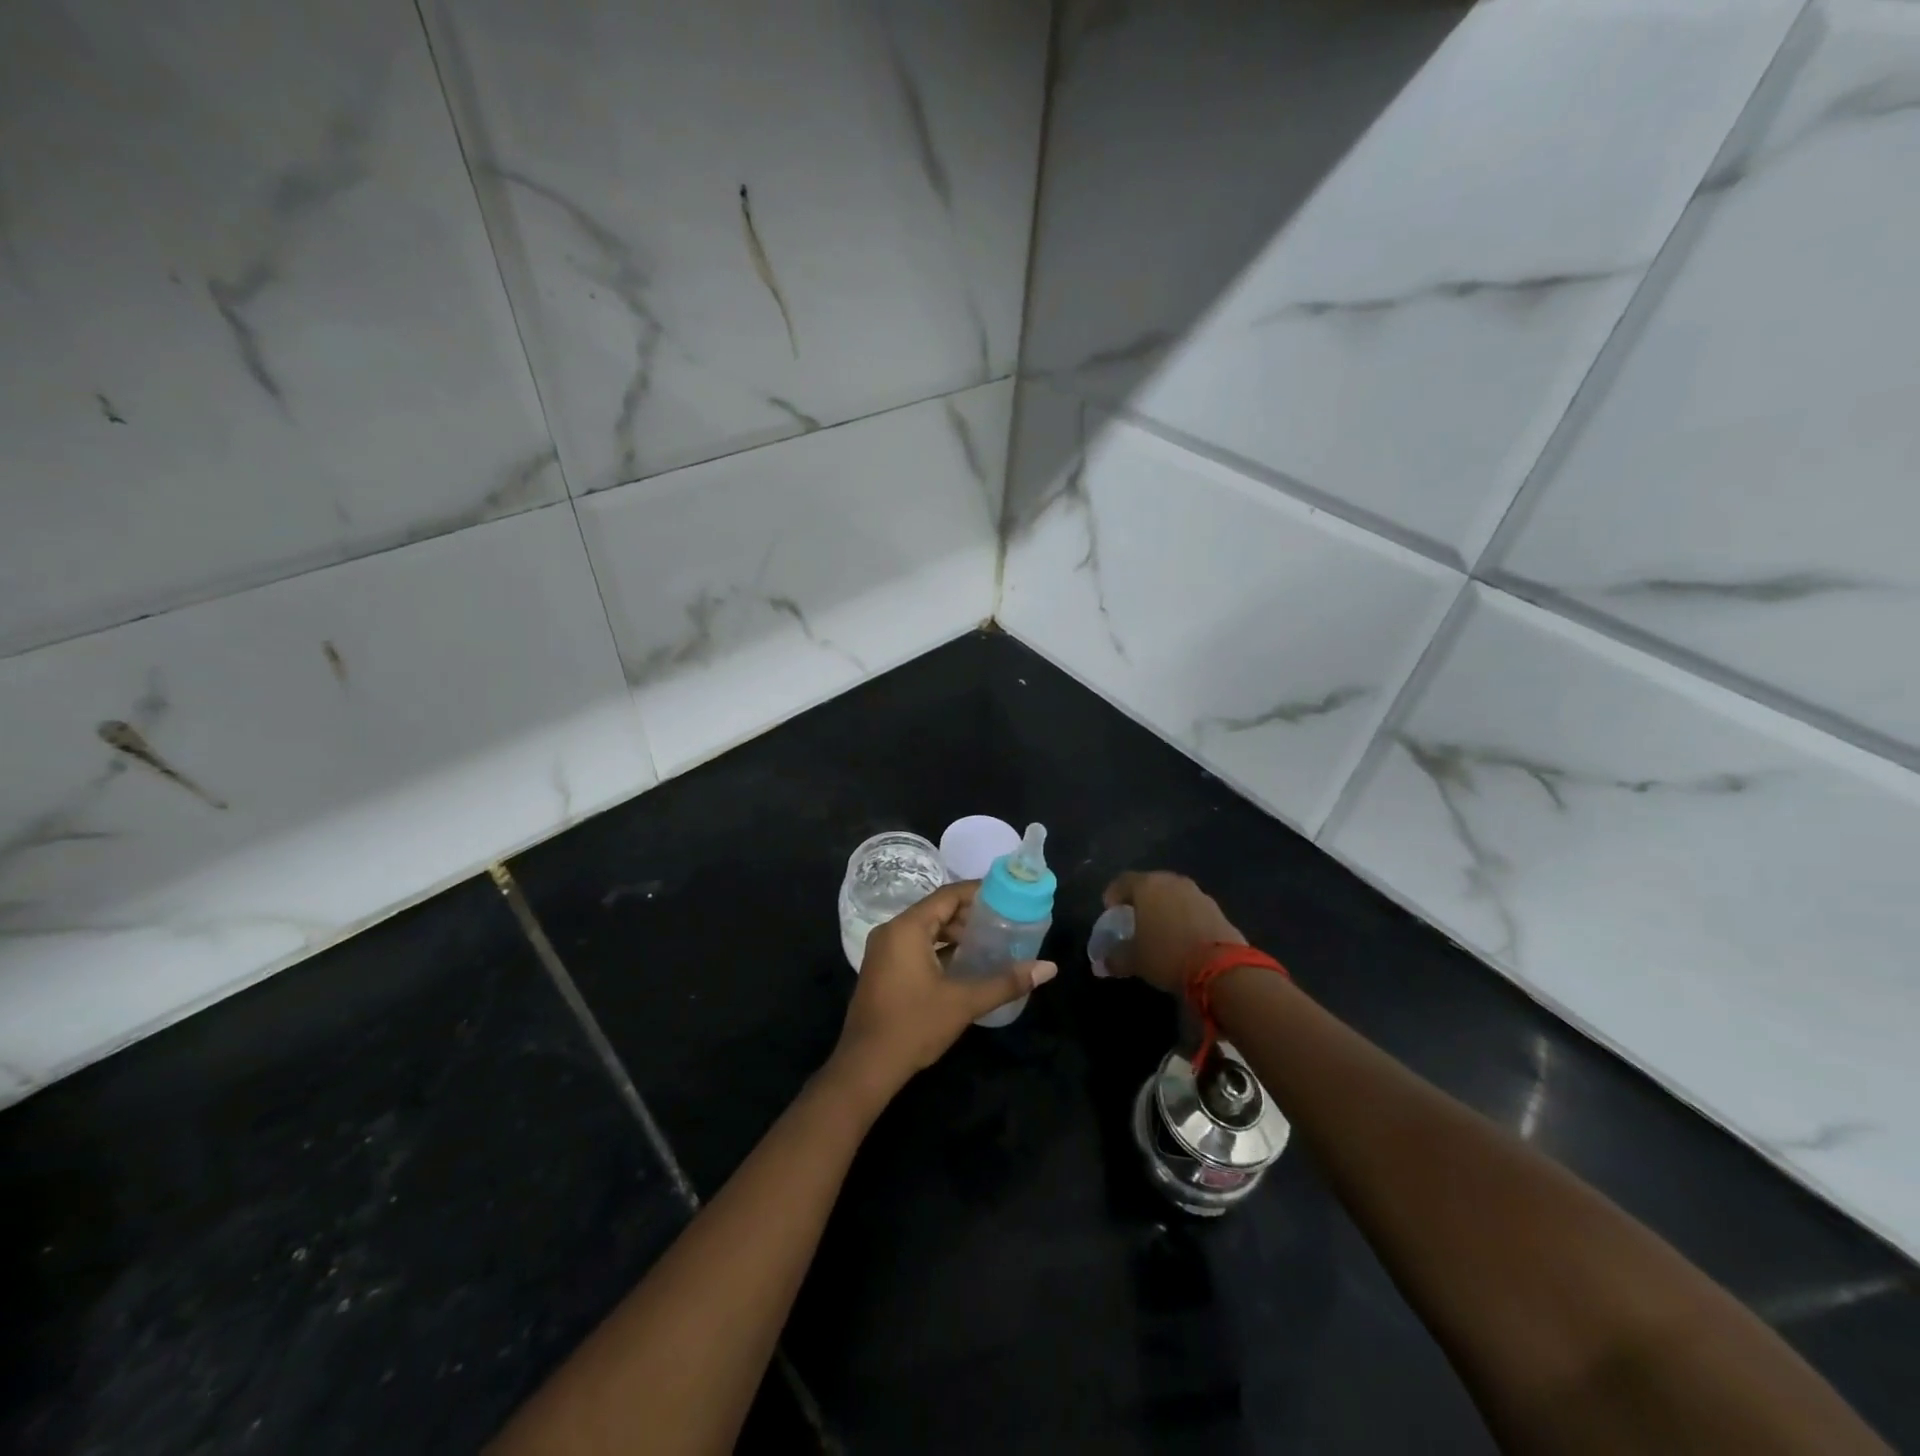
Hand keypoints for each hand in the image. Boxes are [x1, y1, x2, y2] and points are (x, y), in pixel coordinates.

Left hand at [827, 881, 1055, 1106]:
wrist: (865, 1066)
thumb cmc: (914, 1026)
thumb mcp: (964, 1002)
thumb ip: (1006, 982)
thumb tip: (1048, 968)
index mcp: (907, 928)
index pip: (948, 895)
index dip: (978, 893)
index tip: (1007, 896)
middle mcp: (891, 931)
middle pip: (936, 910)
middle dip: (969, 916)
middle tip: (1003, 923)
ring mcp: (883, 950)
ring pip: (925, 929)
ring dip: (954, 934)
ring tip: (989, 943)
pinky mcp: (882, 969)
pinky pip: (915, 946)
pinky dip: (939, 949)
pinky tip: (964, 964)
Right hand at [1101, 871, 1244, 994]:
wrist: (1222, 968)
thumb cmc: (1168, 955)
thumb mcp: (1135, 961)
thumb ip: (1116, 958)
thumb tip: (1103, 963)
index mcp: (1147, 886)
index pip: (1122, 881)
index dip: (1113, 895)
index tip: (1110, 911)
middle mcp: (1172, 882)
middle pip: (1150, 884)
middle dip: (1140, 899)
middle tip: (1134, 918)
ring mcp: (1197, 893)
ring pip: (1173, 895)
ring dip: (1164, 907)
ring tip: (1160, 929)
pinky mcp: (1217, 908)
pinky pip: (1191, 908)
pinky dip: (1183, 917)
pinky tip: (1182, 936)